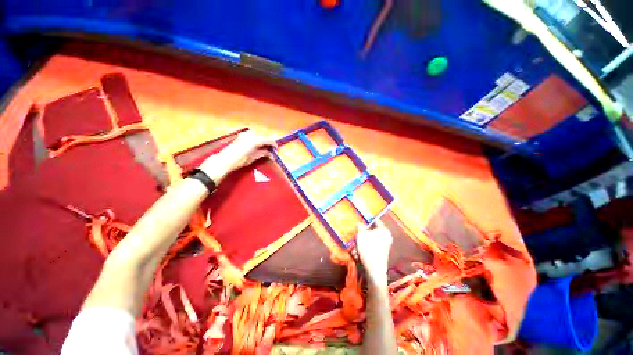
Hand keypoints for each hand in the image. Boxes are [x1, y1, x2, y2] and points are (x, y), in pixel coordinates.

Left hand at [198, 131, 275, 184]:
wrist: (225, 160)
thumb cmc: (240, 160)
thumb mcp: (254, 157)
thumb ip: (264, 153)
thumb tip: (271, 154)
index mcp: (255, 140)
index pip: (269, 140)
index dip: (274, 144)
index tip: (276, 150)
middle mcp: (251, 134)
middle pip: (264, 136)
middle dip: (268, 143)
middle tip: (271, 151)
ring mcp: (245, 134)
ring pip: (259, 136)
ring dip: (263, 142)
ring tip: (264, 149)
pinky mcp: (242, 136)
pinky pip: (253, 136)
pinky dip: (257, 140)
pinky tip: (257, 147)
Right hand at [355, 221, 392, 282]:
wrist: (375, 271)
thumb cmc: (368, 251)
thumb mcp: (361, 236)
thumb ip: (360, 227)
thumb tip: (361, 224)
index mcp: (383, 230)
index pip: (376, 220)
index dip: (367, 220)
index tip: (360, 221)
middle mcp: (386, 237)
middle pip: (371, 231)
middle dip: (362, 235)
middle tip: (356, 238)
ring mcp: (385, 245)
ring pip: (370, 240)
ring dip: (361, 243)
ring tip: (355, 249)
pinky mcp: (382, 252)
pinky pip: (371, 246)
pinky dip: (365, 249)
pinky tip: (358, 254)